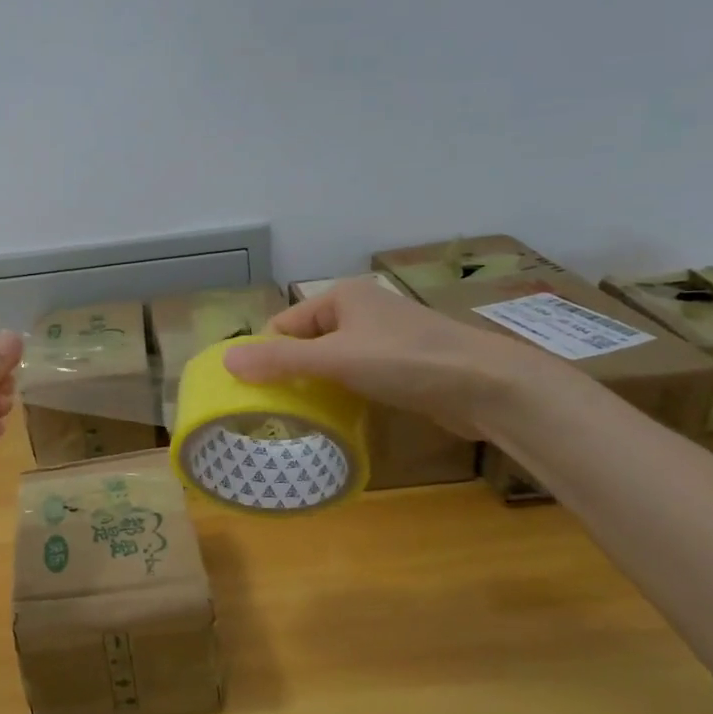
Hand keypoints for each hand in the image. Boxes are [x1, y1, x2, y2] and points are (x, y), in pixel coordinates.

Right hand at [222, 278, 552, 436]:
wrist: (487, 385)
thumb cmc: (404, 361)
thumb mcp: (334, 359)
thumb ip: (279, 360)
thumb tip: (225, 362)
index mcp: (341, 297)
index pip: (285, 324)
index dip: (268, 355)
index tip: (257, 392)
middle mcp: (360, 311)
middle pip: (306, 343)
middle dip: (291, 373)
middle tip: (276, 409)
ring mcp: (384, 338)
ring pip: (332, 361)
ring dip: (318, 386)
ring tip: (303, 416)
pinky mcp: (402, 365)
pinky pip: (357, 376)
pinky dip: (344, 392)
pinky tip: (340, 415)